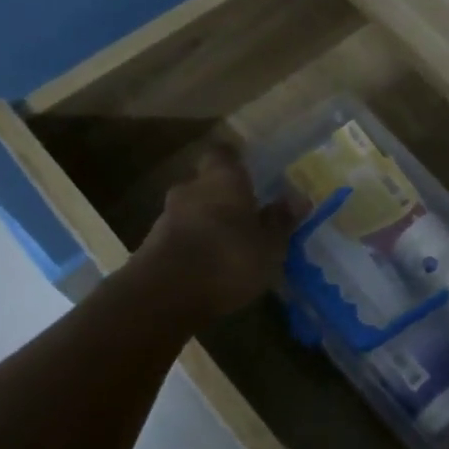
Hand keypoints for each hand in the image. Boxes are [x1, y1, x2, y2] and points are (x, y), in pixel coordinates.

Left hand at [134, 147, 294, 323]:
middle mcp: (191, 189)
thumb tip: (297, 198)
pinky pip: (179, 236)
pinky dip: (193, 245)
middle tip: (244, 213)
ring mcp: (166, 217)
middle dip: (222, 196)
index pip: (224, 153)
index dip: (235, 161)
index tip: (249, 171)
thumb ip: (280, 221)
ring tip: (228, 245)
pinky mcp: (151, 246)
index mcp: (223, 179)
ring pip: (191, 210)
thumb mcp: (269, 245)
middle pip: (205, 183)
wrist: (164, 295)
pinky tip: (208, 266)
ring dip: (206, 223)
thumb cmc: (228, 258)